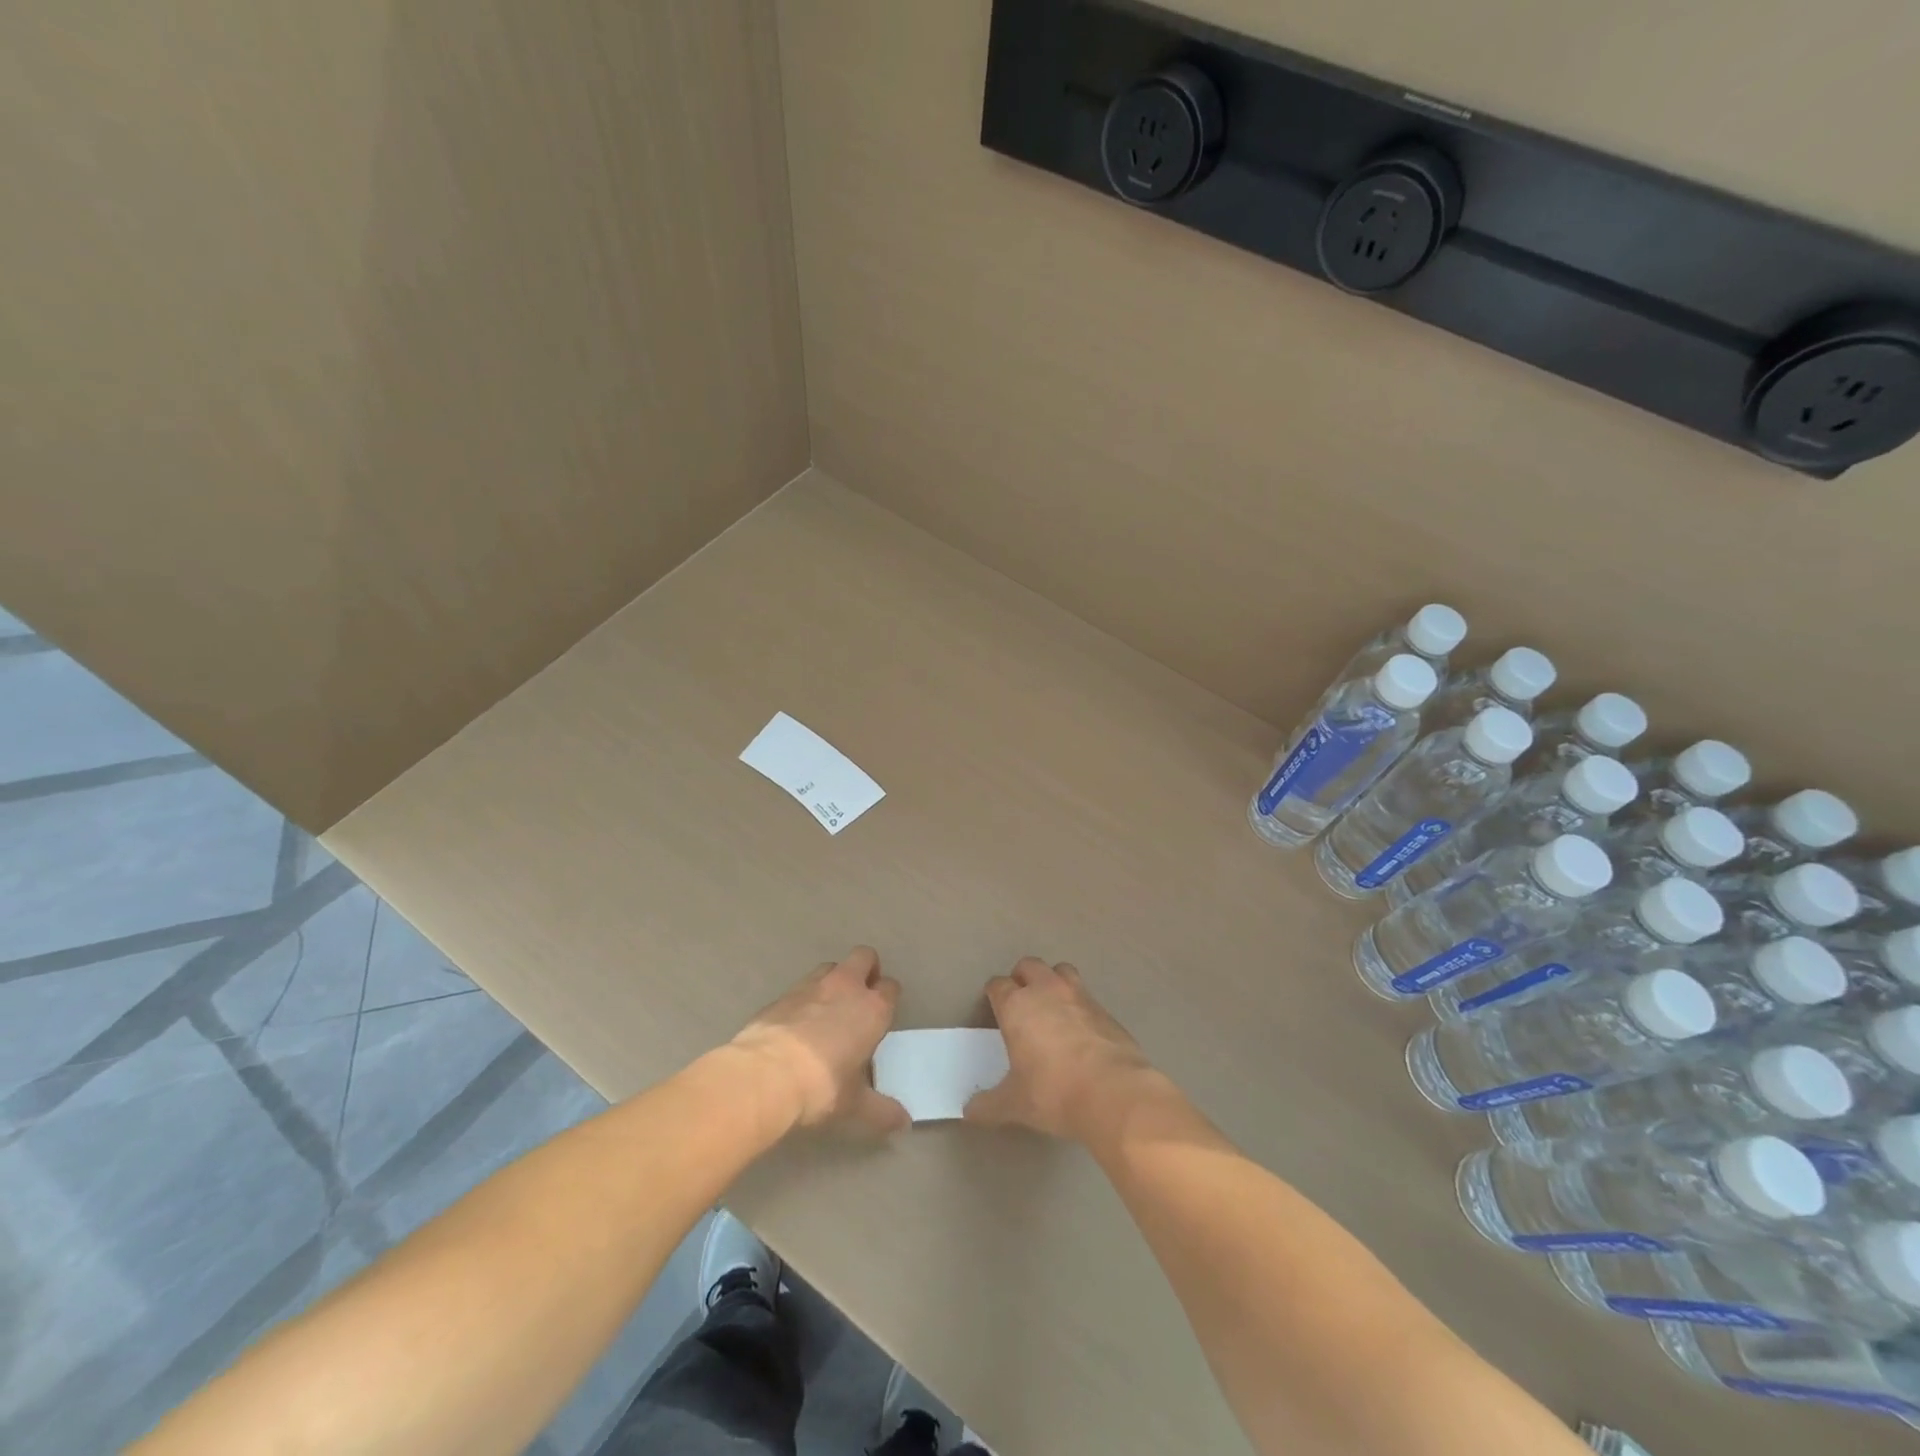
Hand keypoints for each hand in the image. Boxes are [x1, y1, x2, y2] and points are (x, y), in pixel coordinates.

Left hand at [729, 947, 909, 1133]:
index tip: (882, 1016)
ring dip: (835, 979)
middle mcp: (845, 987)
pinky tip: (797, 1024)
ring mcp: (811, 985)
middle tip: (861, 996)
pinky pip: (800, 987)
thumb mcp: (855, 1105)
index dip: (888, 998)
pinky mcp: (782, 994)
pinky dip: (804, 998)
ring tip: (828, 1008)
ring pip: (831, 967)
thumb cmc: (821, 1087)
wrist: (764, 1076)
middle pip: (864, 957)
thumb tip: (904, 1123)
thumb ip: (882, 1111)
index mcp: (872, 1009)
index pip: (890, 987)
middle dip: (866, 969)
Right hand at [965, 957, 1156, 1142]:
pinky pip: (1086, 996)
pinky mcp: (1105, 1010)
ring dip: (1053, 981)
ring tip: (1052, 1006)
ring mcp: (1079, 996)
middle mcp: (1046, 991)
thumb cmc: (1054, 1092)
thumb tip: (970, 1111)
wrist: (1114, 1093)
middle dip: (1022, 978)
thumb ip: (988, 1104)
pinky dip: (1079, 1005)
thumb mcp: (1014, 1104)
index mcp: (1017, 1005)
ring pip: (1061, 971)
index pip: (998, 985)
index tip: (993, 1006)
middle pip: (1029, 965)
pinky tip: (1080, 1030)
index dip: (994, 993)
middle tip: (1021, 1001)